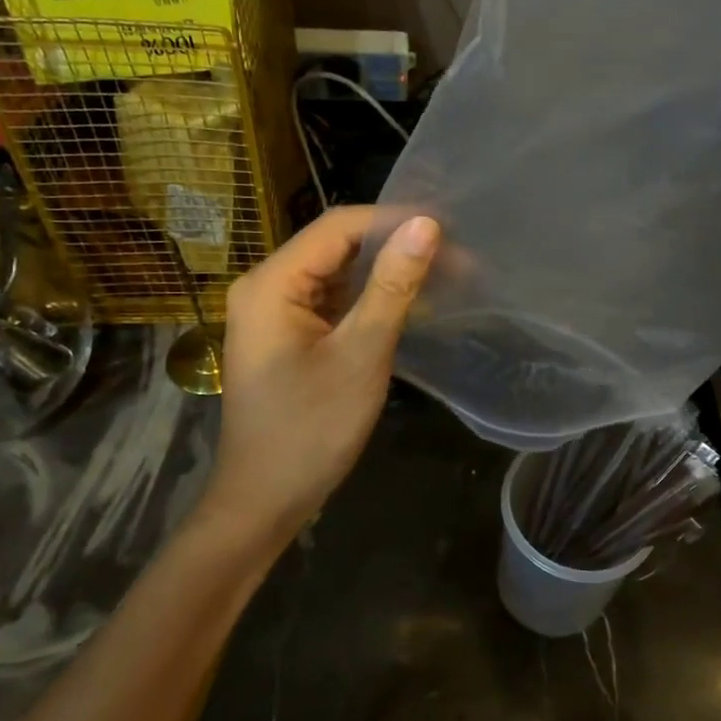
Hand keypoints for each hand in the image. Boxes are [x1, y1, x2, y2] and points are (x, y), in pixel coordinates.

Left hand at [201, 206, 439, 538]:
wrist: (265, 500)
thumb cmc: (310, 430)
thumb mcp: (359, 355)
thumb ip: (392, 287)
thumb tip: (426, 225)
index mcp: (271, 283)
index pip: (338, 226)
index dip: (393, 221)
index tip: (449, 231)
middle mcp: (266, 287)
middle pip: (336, 247)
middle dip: (393, 247)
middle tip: (455, 257)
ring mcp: (275, 314)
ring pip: (336, 275)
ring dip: (384, 274)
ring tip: (442, 276)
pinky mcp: (287, 338)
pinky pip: (332, 303)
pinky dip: (368, 301)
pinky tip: (408, 306)